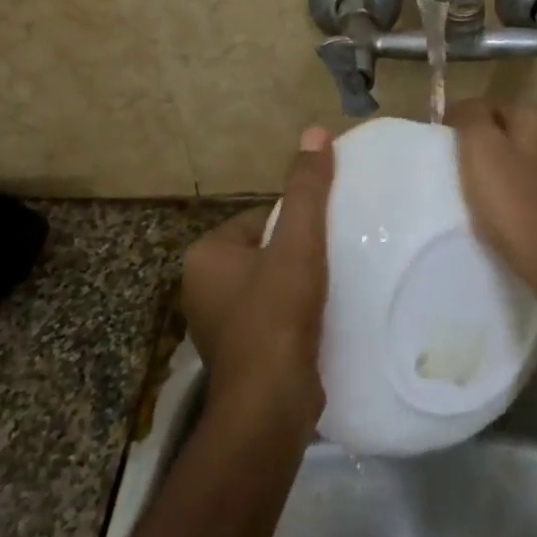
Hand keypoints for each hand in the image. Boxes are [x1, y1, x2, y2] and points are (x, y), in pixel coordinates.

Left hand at [181, 127, 334, 423]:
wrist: (270, 406)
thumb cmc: (277, 315)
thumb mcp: (298, 243)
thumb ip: (307, 189)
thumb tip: (314, 130)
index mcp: (205, 255)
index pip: (261, 218)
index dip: (298, 222)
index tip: (328, 234)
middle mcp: (201, 287)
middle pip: (266, 251)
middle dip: (298, 254)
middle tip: (335, 260)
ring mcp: (217, 324)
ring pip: (269, 285)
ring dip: (298, 285)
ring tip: (332, 288)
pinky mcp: (238, 354)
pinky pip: (270, 317)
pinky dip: (293, 315)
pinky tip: (319, 321)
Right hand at [447, 100, 536, 327]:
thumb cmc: (515, 206)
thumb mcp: (480, 152)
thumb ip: (471, 117)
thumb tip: (466, 106)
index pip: (493, 106)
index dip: (466, 125)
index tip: (447, 152)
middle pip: (512, 134)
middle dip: (488, 149)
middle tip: (463, 176)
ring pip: (528, 162)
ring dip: (507, 174)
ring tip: (484, 200)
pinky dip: (524, 197)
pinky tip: (513, 218)